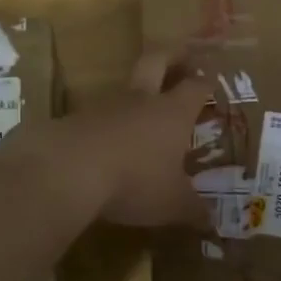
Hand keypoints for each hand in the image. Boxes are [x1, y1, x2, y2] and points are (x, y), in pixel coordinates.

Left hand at [39, 51, 212, 229]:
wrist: (67, 170)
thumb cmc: (134, 180)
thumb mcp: (171, 203)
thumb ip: (193, 210)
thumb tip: (212, 223)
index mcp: (172, 112)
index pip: (195, 86)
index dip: (205, 83)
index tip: (212, 83)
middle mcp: (141, 100)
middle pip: (157, 61)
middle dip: (172, 56)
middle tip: (182, 56)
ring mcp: (105, 106)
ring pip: (125, 88)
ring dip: (136, 94)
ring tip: (144, 111)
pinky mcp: (75, 119)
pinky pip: (98, 115)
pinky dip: (107, 123)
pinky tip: (108, 143)